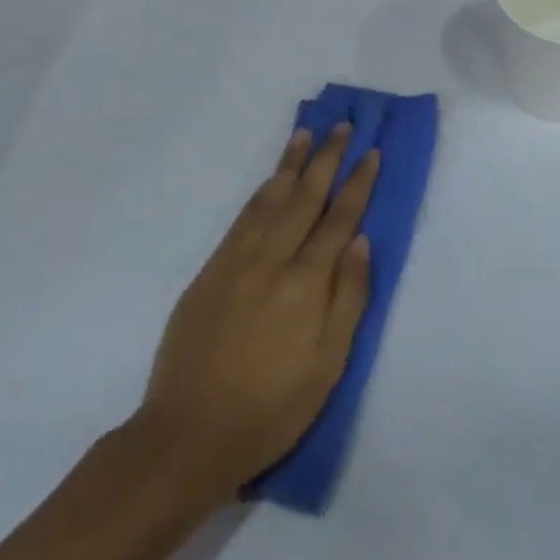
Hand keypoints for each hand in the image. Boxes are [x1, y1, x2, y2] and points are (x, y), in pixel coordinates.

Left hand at [136, 126, 375, 505]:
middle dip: (327, 159)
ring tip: (306, 134)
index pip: (339, 219)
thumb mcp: (328, 365)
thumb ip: (348, 297)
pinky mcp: (211, 270)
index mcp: (306, 283)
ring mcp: (237, 261)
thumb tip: (361, 241)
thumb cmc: (271, 408)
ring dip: (290, 163)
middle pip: (306, 197)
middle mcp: (272, 259)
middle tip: (342, 126)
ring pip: (270, 199)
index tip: (371, 152)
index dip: (357, 184)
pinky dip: (260, 192)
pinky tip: (270, 179)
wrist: (188, 433)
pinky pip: (242, 218)